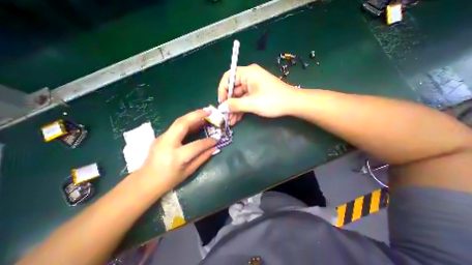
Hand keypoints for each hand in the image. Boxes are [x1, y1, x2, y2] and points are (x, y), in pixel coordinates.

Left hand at [136, 108, 216, 192]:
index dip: (208, 141)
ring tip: (204, 114)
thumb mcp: (188, 171)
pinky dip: (188, 122)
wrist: (145, 182)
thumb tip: (214, 148)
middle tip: (209, 111)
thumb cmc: (168, 180)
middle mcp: (167, 144)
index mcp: (176, 157)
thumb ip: (202, 158)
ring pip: (178, 122)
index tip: (216, 139)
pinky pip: (176, 126)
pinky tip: (195, 122)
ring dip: (192, 116)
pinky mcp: (161, 136)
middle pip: (182, 124)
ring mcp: (162, 138)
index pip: (196, 145)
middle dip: (197, 115)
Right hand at [216, 64, 293, 125]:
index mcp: (247, 73)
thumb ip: (235, 105)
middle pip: (233, 89)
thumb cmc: (273, 100)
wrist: (292, 104)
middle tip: (224, 116)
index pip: (228, 77)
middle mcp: (249, 77)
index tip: (221, 103)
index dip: (222, 90)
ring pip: (238, 97)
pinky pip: (245, 101)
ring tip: (229, 121)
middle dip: (229, 104)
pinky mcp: (256, 94)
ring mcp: (252, 87)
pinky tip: (236, 119)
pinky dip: (240, 109)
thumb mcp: (252, 103)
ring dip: (234, 109)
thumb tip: (221, 108)